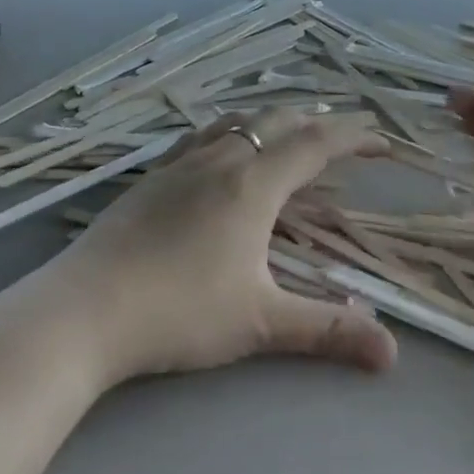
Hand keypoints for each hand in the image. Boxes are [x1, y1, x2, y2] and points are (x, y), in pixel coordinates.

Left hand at [44, 108, 397, 384]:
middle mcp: (221, 158)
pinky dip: (232, 130)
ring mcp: (181, 162)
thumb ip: (327, 330)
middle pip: (279, 120)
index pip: (317, 144)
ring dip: (274, 121)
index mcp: (253, 184)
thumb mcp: (259, 323)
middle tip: (344, 141)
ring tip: (290, 136)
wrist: (82, 311)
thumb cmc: (177, 312)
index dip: (355, 138)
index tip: (383, 144)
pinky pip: (203, 134)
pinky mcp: (151, 176)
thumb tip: (391, 353)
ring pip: (238, 120)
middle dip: (319, 123)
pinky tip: (223, 151)